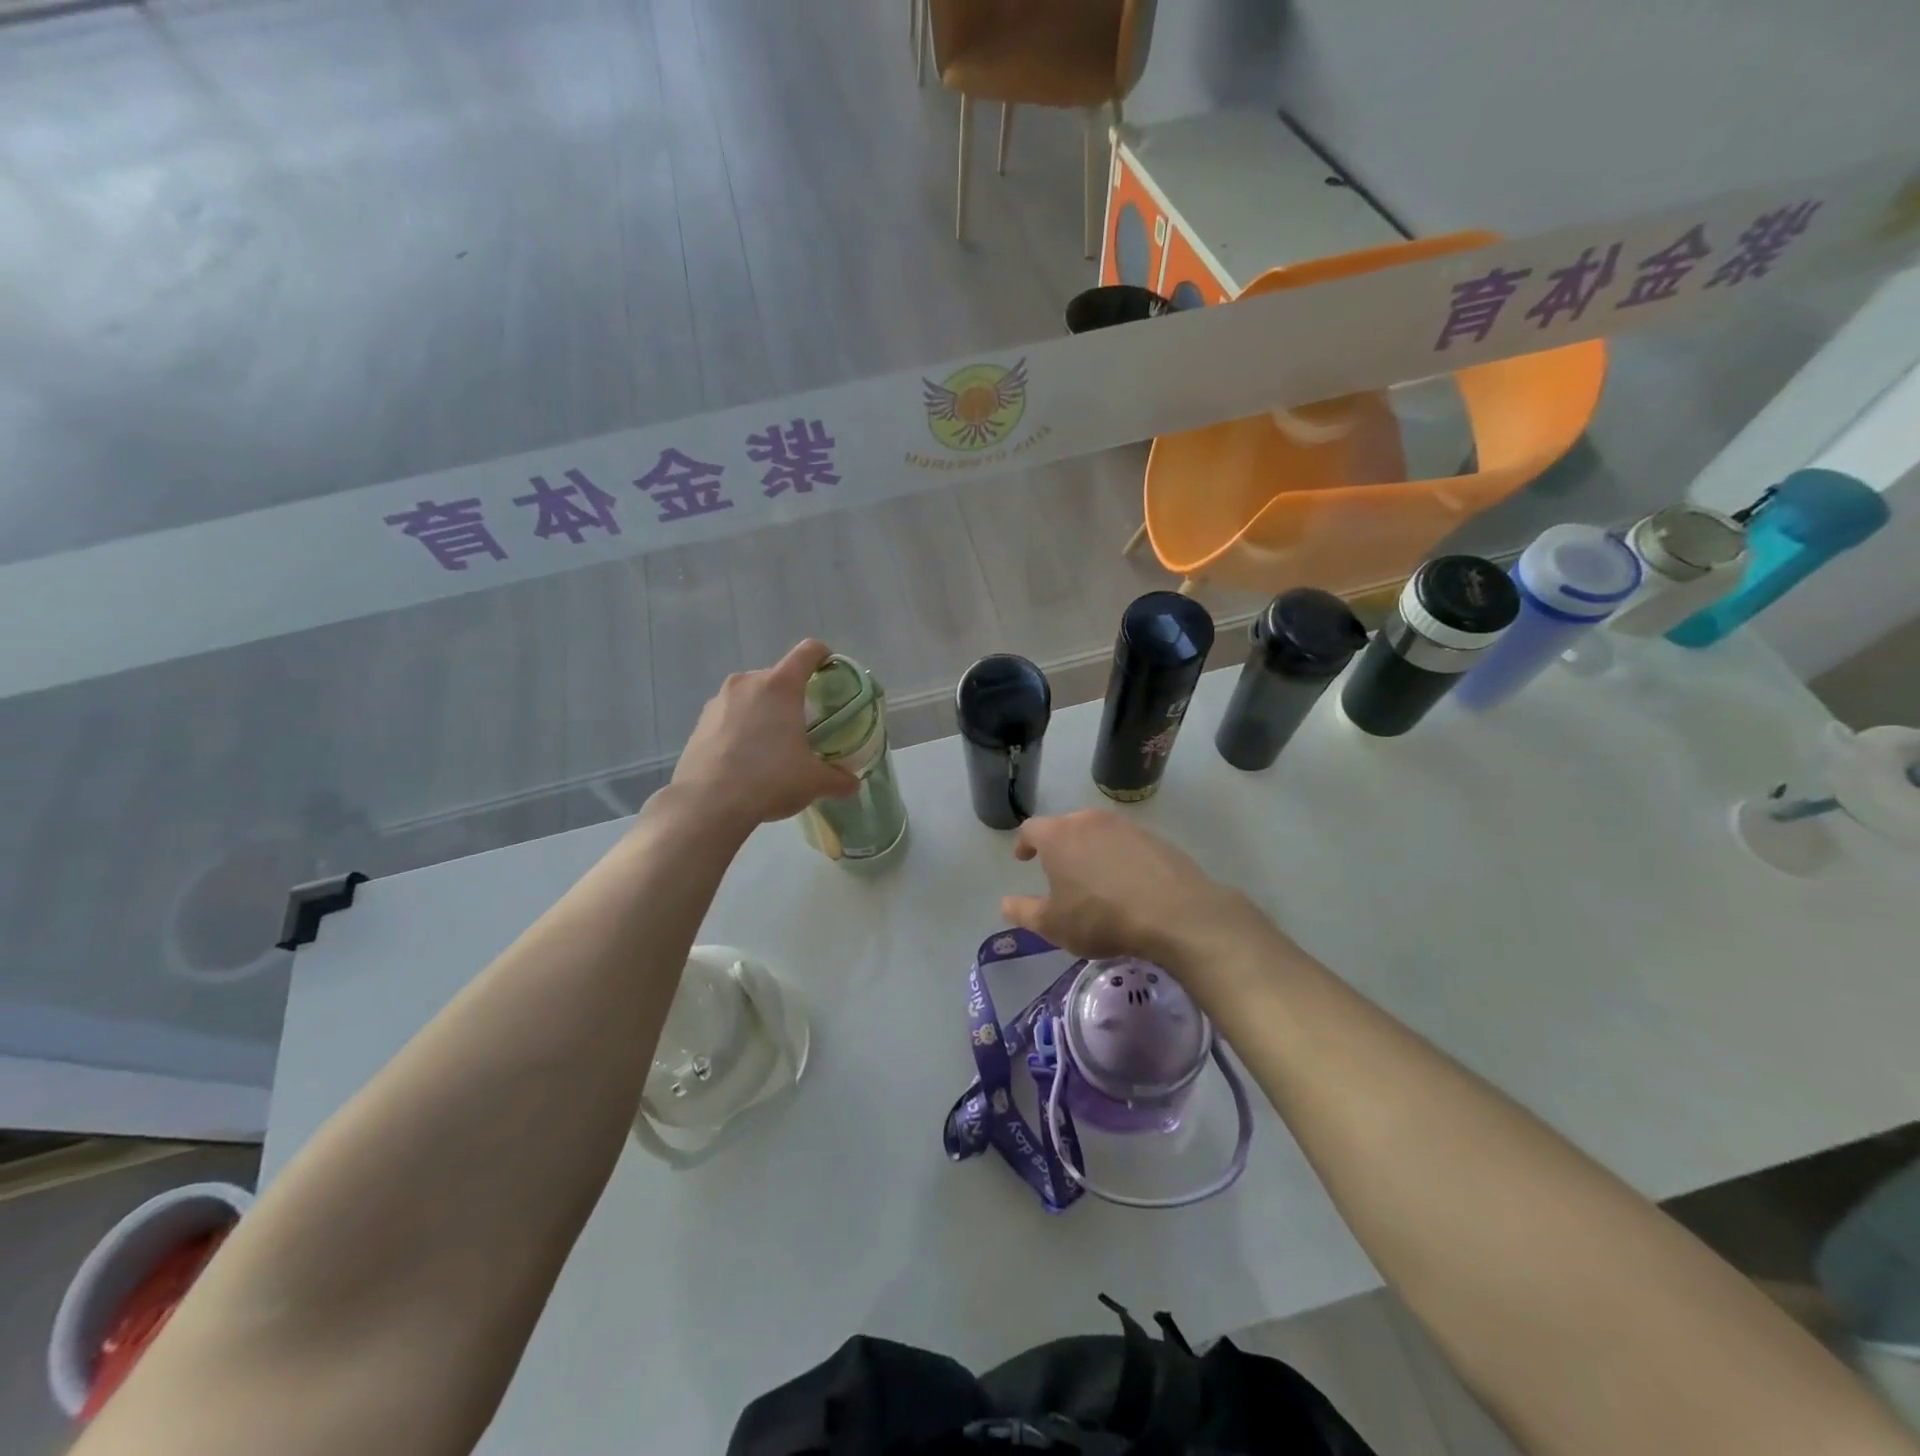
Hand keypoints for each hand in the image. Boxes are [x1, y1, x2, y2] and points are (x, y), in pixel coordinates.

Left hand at [670, 640, 857, 828]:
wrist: (708, 803)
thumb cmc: (769, 779)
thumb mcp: (813, 782)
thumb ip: (838, 779)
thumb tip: (852, 784)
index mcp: (780, 686)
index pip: (808, 652)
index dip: (824, 656)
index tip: (831, 671)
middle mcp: (748, 682)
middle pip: (778, 676)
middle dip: (793, 695)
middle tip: (804, 724)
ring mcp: (719, 700)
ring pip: (751, 695)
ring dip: (764, 711)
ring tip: (772, 744)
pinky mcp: (699, 721)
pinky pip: (730, 715)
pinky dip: (741, 727)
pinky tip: (745, 758)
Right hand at [1000, 810, 1263, 968]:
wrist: (1174, 913)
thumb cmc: (1102, 918)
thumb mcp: (1054, 925)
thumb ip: (1024, 912)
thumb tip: (1006, 903)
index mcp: (1058, 835)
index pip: (1031, 829)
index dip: (1024, 844)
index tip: (1024, 859)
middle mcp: (1089, 821)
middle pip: (1065, 826)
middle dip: (1058, 846)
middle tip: (1059, 871)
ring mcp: (1125, 826)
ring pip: (1097, 833)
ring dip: (1090, 850)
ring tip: (1094, 879)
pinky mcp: (1155, 838)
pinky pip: (1126, 844)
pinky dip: (1119, 858)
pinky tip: (1127, 884)